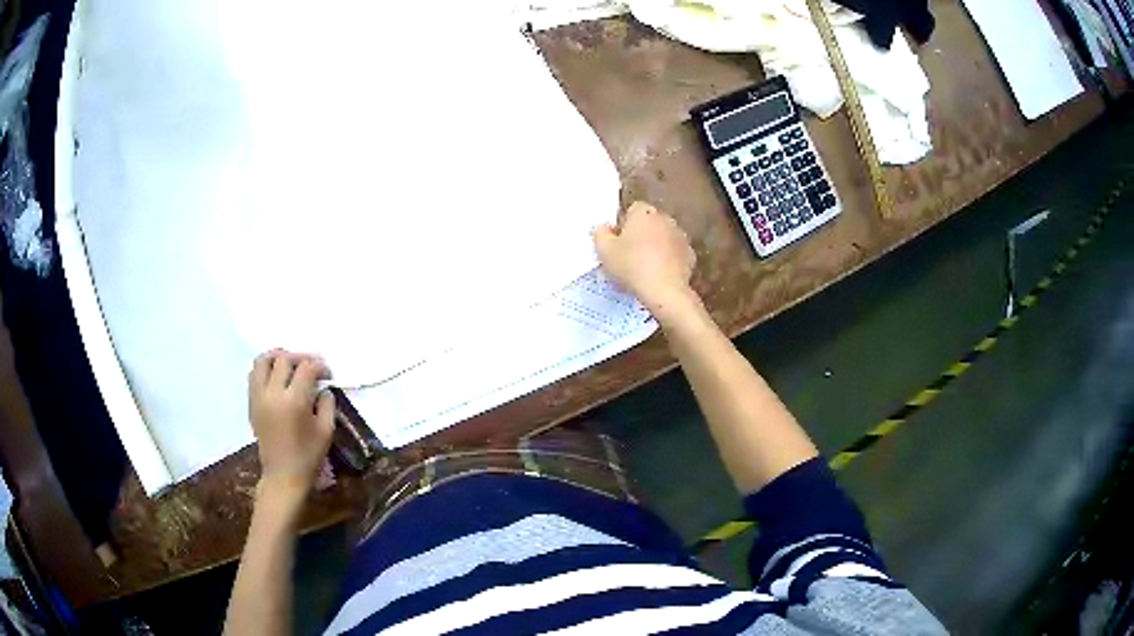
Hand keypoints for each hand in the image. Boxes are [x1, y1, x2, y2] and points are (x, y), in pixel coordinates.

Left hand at [248, 350, 334, 500]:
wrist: (283, 476)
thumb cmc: (308, 456)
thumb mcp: (326, 430)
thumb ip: (327, 403)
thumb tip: (323, 387)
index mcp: (294, 401)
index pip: (306, 368)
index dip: (319, 365)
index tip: (327, 373)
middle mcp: (273, 393)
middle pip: (284, 359)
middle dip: (300, 358)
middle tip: (310, 367)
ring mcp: (259, 397)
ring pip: (263, 361)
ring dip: (278, 357)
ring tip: (289, 364)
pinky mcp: (251, 403)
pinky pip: (254, 374)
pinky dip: (265, 369)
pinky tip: (276, 377)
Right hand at [594, 201, 696, 315]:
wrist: (665, 291)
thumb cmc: (631, 266)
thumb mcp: (605, 251)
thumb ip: (600, 233)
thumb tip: (603, 227)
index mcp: (644, 213)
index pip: (632, 209)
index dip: (624, 224)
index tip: (618, 241)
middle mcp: (665, 218)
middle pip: (649, 222)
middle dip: (641, 234)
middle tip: (629, 255)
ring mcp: (680, 236)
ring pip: (663, 237)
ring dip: (656, 246)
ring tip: (645, 267)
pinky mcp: (690, 254)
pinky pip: (674, 253)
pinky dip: (668, 259)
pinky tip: (660, 274)